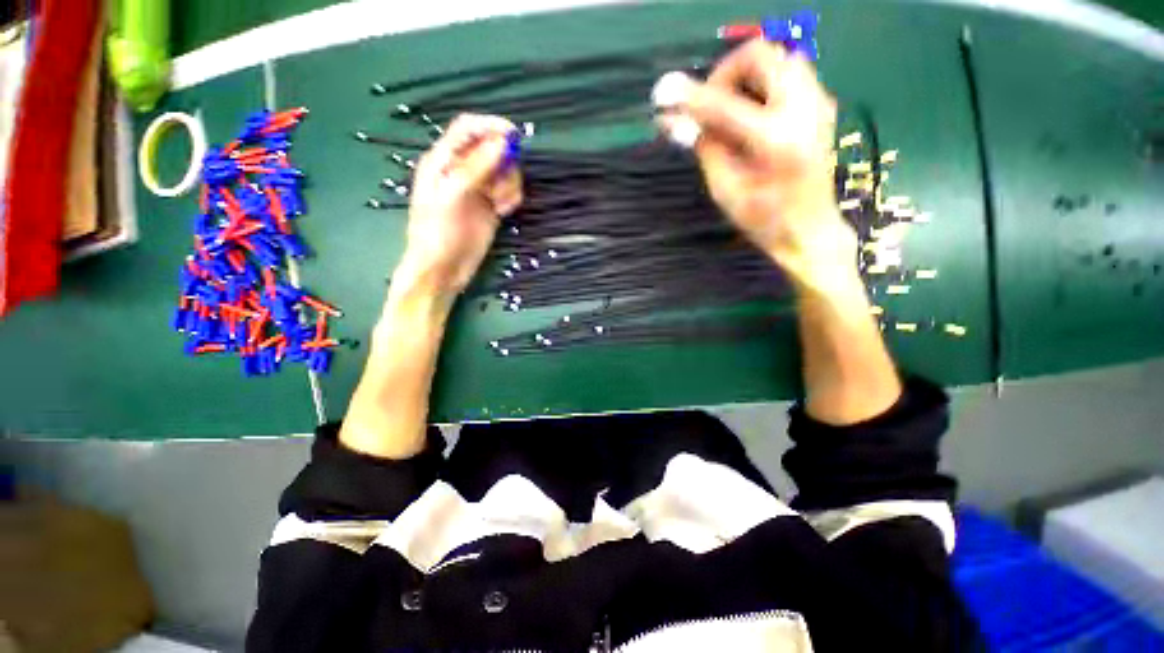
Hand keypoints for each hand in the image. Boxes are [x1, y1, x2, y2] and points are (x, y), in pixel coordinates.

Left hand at [394, 114, 522, 303]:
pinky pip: (509, 192)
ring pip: (505, 172)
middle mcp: (462, 170)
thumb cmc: (438, 234)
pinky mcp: (490, 207)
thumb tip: (503, 142)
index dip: (491, 125)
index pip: (468, 128)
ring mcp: (478, 190)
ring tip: (500, 205)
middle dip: (504, 164)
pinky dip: (511, 199)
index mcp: (444, 161)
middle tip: (501, 187)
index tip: (515, 135)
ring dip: (509, 185)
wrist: (443, 270)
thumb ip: (477, 168)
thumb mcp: (453, 197)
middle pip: (492, 149)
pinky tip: (503, 212)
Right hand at [658, 40, 856, 291]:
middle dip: (724, 73)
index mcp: (775, 140)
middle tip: (708, 104)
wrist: (810, 230)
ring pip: (777, 58)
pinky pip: (788, 74)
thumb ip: (706, 148)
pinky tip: (750, 114)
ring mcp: (818, 103)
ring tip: (727, 109)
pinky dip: (762, 83)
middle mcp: (803, 109)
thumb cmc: (764, 220)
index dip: (691, 98)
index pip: (724, 104)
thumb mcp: (725, 190)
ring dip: (745, 76)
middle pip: (760, 55)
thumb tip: (678, 121)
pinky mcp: (821, 105)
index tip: (664, 96)